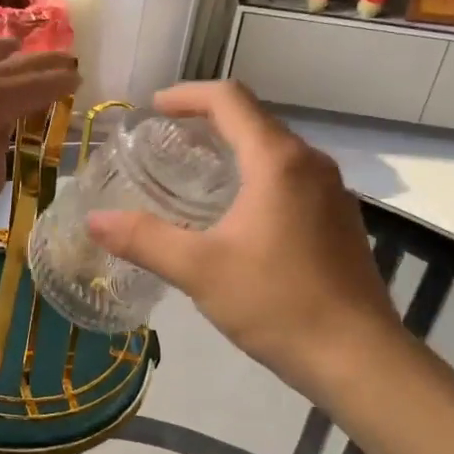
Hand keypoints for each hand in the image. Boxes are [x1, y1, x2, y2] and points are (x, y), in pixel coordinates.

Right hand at [86, 81, 410, 399]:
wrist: (360, 359)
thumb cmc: (278, 303)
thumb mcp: (199, 269)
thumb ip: (143, 239)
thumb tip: (94, 220)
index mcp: (277, 161)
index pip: (229, 99)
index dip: (187, 95)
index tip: (153, 109)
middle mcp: (310, 164)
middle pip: (254, 119)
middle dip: (207, 121)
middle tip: (165, 142)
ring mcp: (332, 192)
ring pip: (275, 150)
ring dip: (233, 149)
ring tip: (194, 174)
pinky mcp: (340, 220)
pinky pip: (291, 178)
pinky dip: (256, 176)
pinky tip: (236, 215)